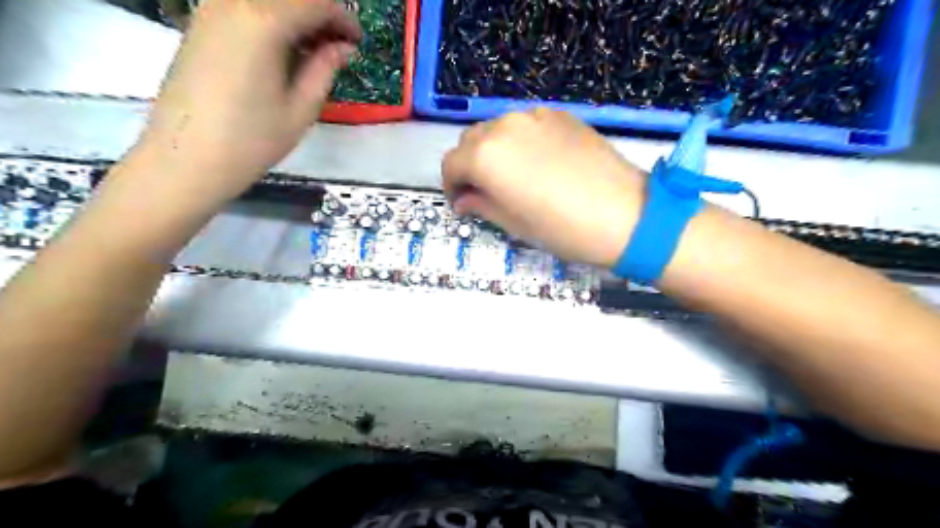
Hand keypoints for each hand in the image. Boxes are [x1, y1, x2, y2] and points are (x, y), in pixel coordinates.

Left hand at [134, 0, 359, 202]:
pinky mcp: (199, 25)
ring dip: (295, 16)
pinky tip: (283, 50)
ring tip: (314, 50)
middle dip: (319, 13)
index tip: (358, 41)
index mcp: (264, 21)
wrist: (186, 158)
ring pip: (265, 0)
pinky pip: (244, 8)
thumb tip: (342, 47)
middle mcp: (233, 2)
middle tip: (339, 45)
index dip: (343, 18)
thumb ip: (325, 69)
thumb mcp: (301, 108)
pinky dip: (271, 20)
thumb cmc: (252, 139)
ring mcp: (210, 10)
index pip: (314, 2)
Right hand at [443, 110, 646, 267]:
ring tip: (513, 177)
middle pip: (470, 141)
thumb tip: (464, 200)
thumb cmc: (563, 229)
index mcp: (486, 156)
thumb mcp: (514, 224)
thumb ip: (481, 205)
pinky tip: (539, 164)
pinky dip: (520, 141)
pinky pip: (525, 125)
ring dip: (493, 151)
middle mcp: (504, 126)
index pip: (451, 164)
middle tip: (484, 191)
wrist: (626, 215)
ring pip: (497, 129)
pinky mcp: (560, 115)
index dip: (451, 185)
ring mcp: (534, 116)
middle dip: (470, 165)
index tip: (462, 202)